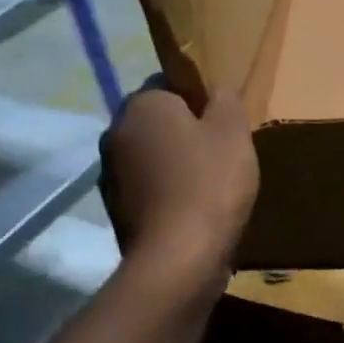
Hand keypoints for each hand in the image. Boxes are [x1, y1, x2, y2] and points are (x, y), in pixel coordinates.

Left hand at [100, 82, 258, 281]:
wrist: (179, 258)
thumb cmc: (210, 183)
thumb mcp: (234, 131)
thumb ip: (225, 100)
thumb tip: (215, 91)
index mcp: (142, 104)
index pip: (169, 83)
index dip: (199, 99)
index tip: (222, 122)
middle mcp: (115, 132)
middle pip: (157, 121)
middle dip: (185, 131)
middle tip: (221, 152)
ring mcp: (110, 173)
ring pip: (150, 155)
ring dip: (173, 163)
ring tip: (209, 184)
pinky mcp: (115, 208)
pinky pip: (146, 187)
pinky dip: (165, 192)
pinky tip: (192, 209)